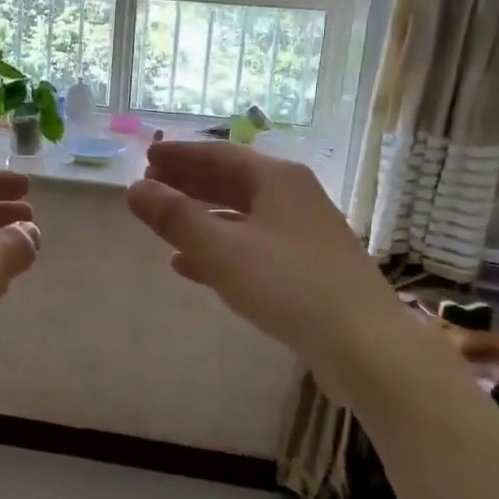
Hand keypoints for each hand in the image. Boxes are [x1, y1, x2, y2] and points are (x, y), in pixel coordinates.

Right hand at [126, 142, 388, 366]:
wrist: (363, 343)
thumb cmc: (288, 284)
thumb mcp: (222, 249)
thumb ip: (176, 217)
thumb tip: (135, 189)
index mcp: (277, 180)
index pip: (220, 155)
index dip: (180, 155)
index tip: (148, 158)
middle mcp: (293, 198)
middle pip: (232, 181)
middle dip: (190, 183)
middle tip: (151, 186)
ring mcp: (304, 234)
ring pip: (242, 216)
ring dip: (202, 217)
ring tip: (165, 224)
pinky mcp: (307, 268)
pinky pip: (253, 247)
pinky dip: (221, 250)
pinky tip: (192, 266)